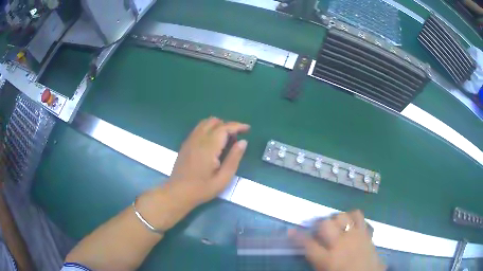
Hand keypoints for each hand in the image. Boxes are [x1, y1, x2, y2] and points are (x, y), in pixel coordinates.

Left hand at [169, 117, 249, 204]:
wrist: (178, 192)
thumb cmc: (202, 189)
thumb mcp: (223, 179)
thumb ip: (234, 159)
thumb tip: (243, 142)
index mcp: (208, 147)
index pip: (224, 128)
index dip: (237, 126)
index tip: (247, 129)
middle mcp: (198, 139)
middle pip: (215, 121)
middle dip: (228, 125)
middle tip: (236, 137)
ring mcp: (190, 140)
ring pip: (205, 122)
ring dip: (218, 125)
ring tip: (226, 138)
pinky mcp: (186, 143)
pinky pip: (199, 128)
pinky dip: (209, 128)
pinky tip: (213, 141)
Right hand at [291, 210, 384, 270]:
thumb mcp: (325, 270)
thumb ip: (316, 259)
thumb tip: (307, 247)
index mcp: (328, 259)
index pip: (308, 244)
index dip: (297, 237)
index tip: (291, 231)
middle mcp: (341, 244)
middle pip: (325, 224)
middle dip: (318, 225)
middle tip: (318, 229)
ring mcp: (355, 235)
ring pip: (342, 216)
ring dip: (336, 219)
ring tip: (335, 225)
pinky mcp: (366, 231)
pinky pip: (359, 216)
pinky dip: (353, 217)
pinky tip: (350, 223)